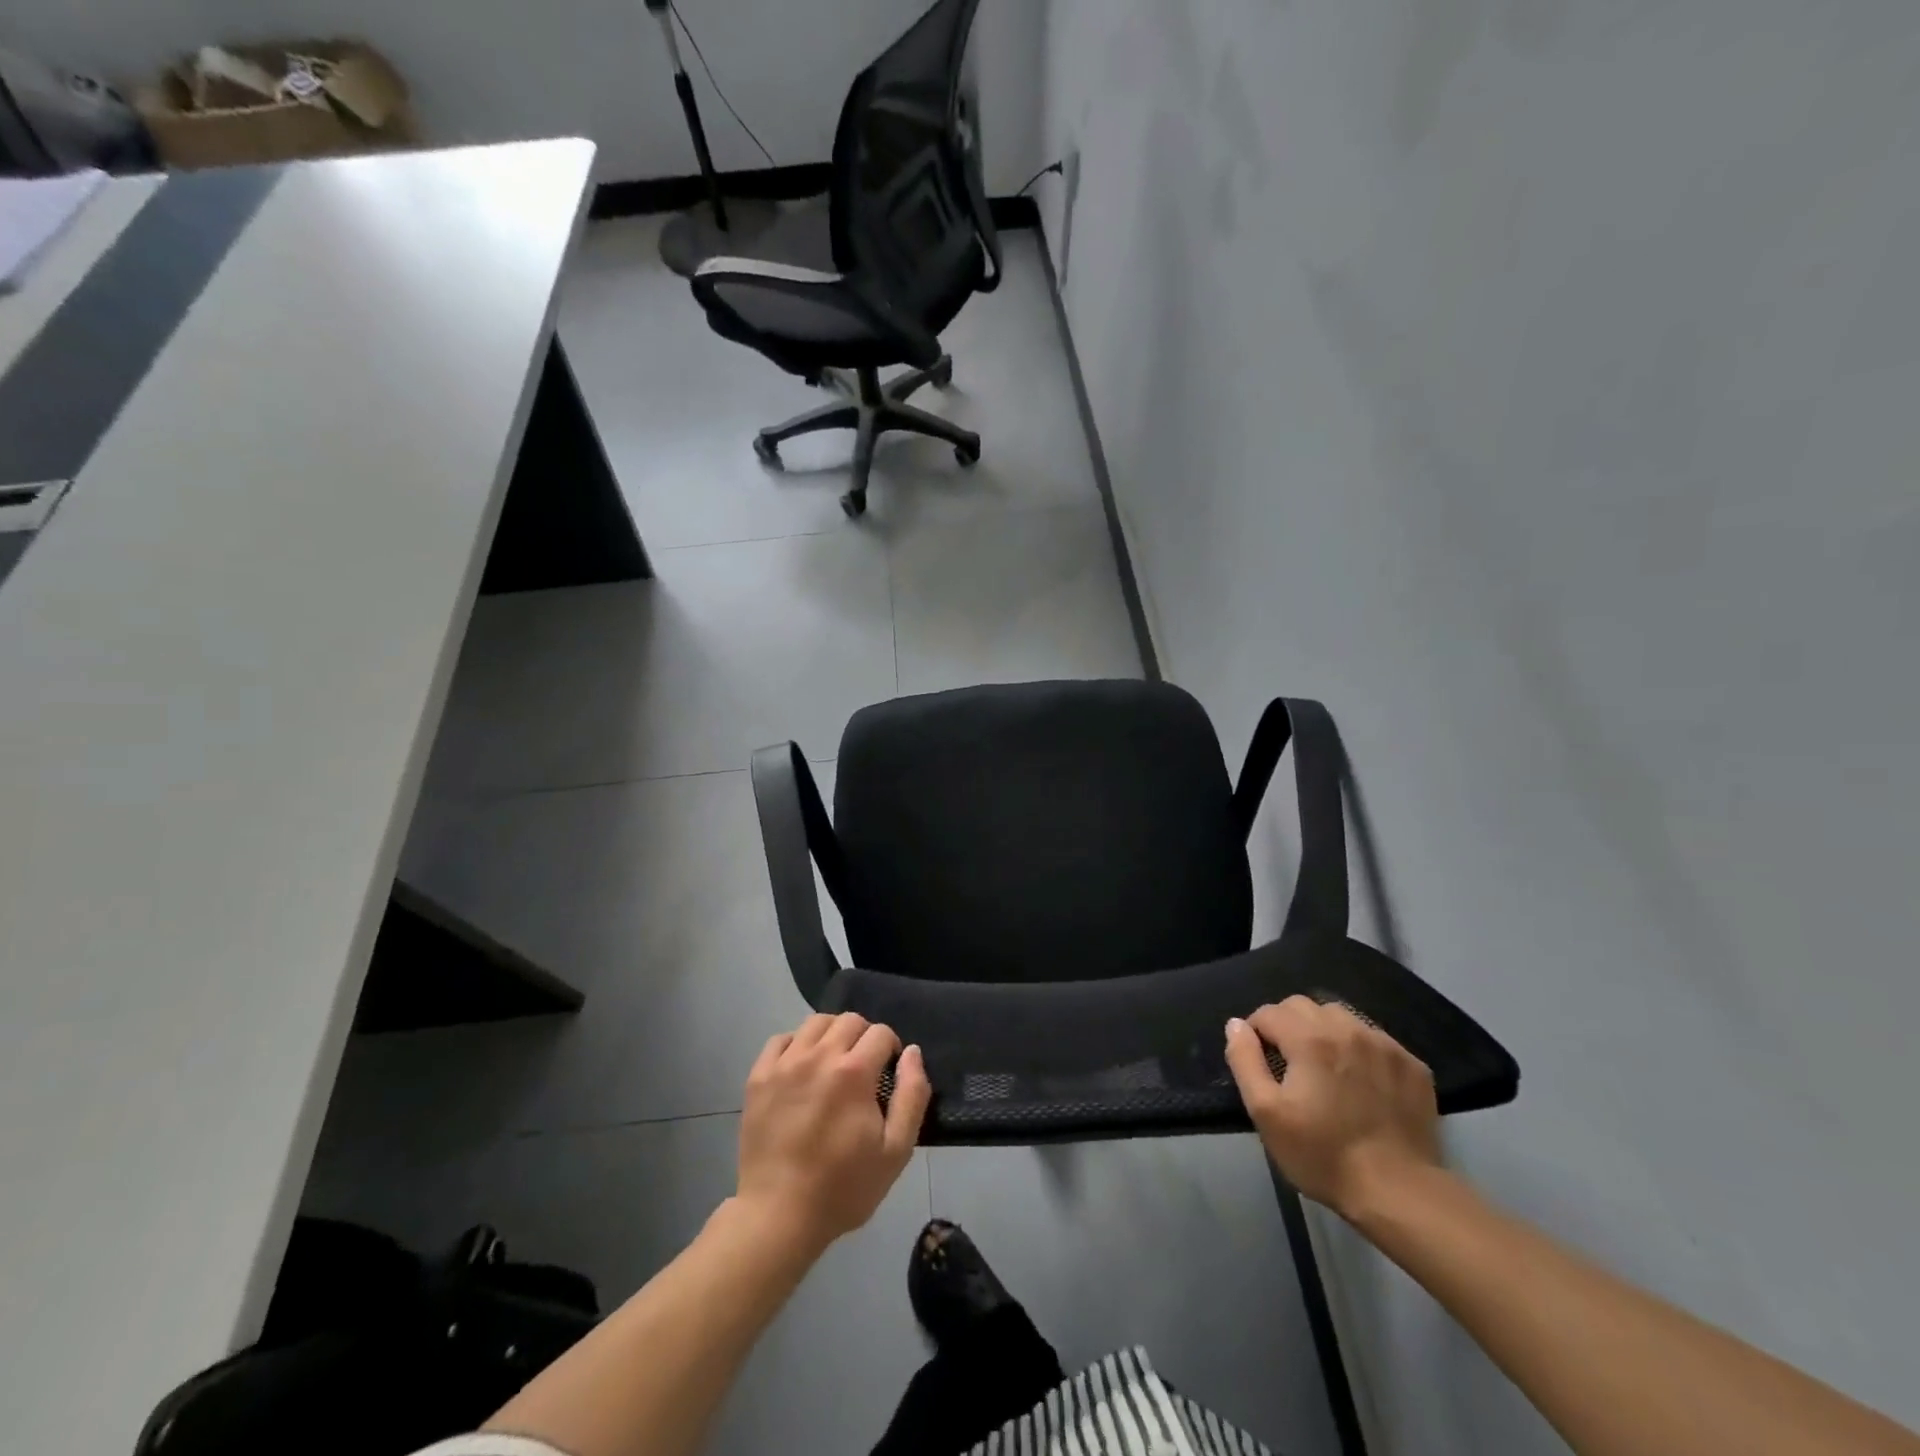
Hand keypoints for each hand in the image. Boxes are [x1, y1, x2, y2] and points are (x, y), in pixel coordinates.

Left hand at [737, 1013, 930, 1251]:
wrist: (779, 1216)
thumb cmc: (843, 1187)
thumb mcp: (895, 1151)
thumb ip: (911, 1095)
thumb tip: (912, 1052)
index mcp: (853, 1072)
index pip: (880, 1032)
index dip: (891, 1048)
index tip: (888, 1072)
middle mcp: (818, 1056)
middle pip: (849, 1020)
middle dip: (864, 1036)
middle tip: (864, 1068)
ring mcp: (784, 1064)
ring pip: (815, 1023)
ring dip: (832, 1034)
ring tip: (834, 1063)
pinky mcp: (758, 1077)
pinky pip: (780, 1040)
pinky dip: (796, 1044)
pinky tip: (801, 1068)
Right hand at [1224, 996, 1441, 1220]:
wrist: (1399, 1193)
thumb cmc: (1323, 1154)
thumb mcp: (1266, 1112)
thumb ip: (1245, 1060)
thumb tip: (1236, 1025)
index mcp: (1309, 1037)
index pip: (1269, 1012)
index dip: (1256, 1034)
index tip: (1262, 1065)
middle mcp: (1348, 1028)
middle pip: (1304, 1006)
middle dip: (1288, 1026)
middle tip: (1290, 1066)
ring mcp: (1385, 1045)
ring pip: (1341, 1017)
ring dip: (1324, 1032)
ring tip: (1326, 1070)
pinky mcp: (1412, 1065)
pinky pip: (1375, 1039)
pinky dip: (1359, 1050)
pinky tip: (1362, 1083)